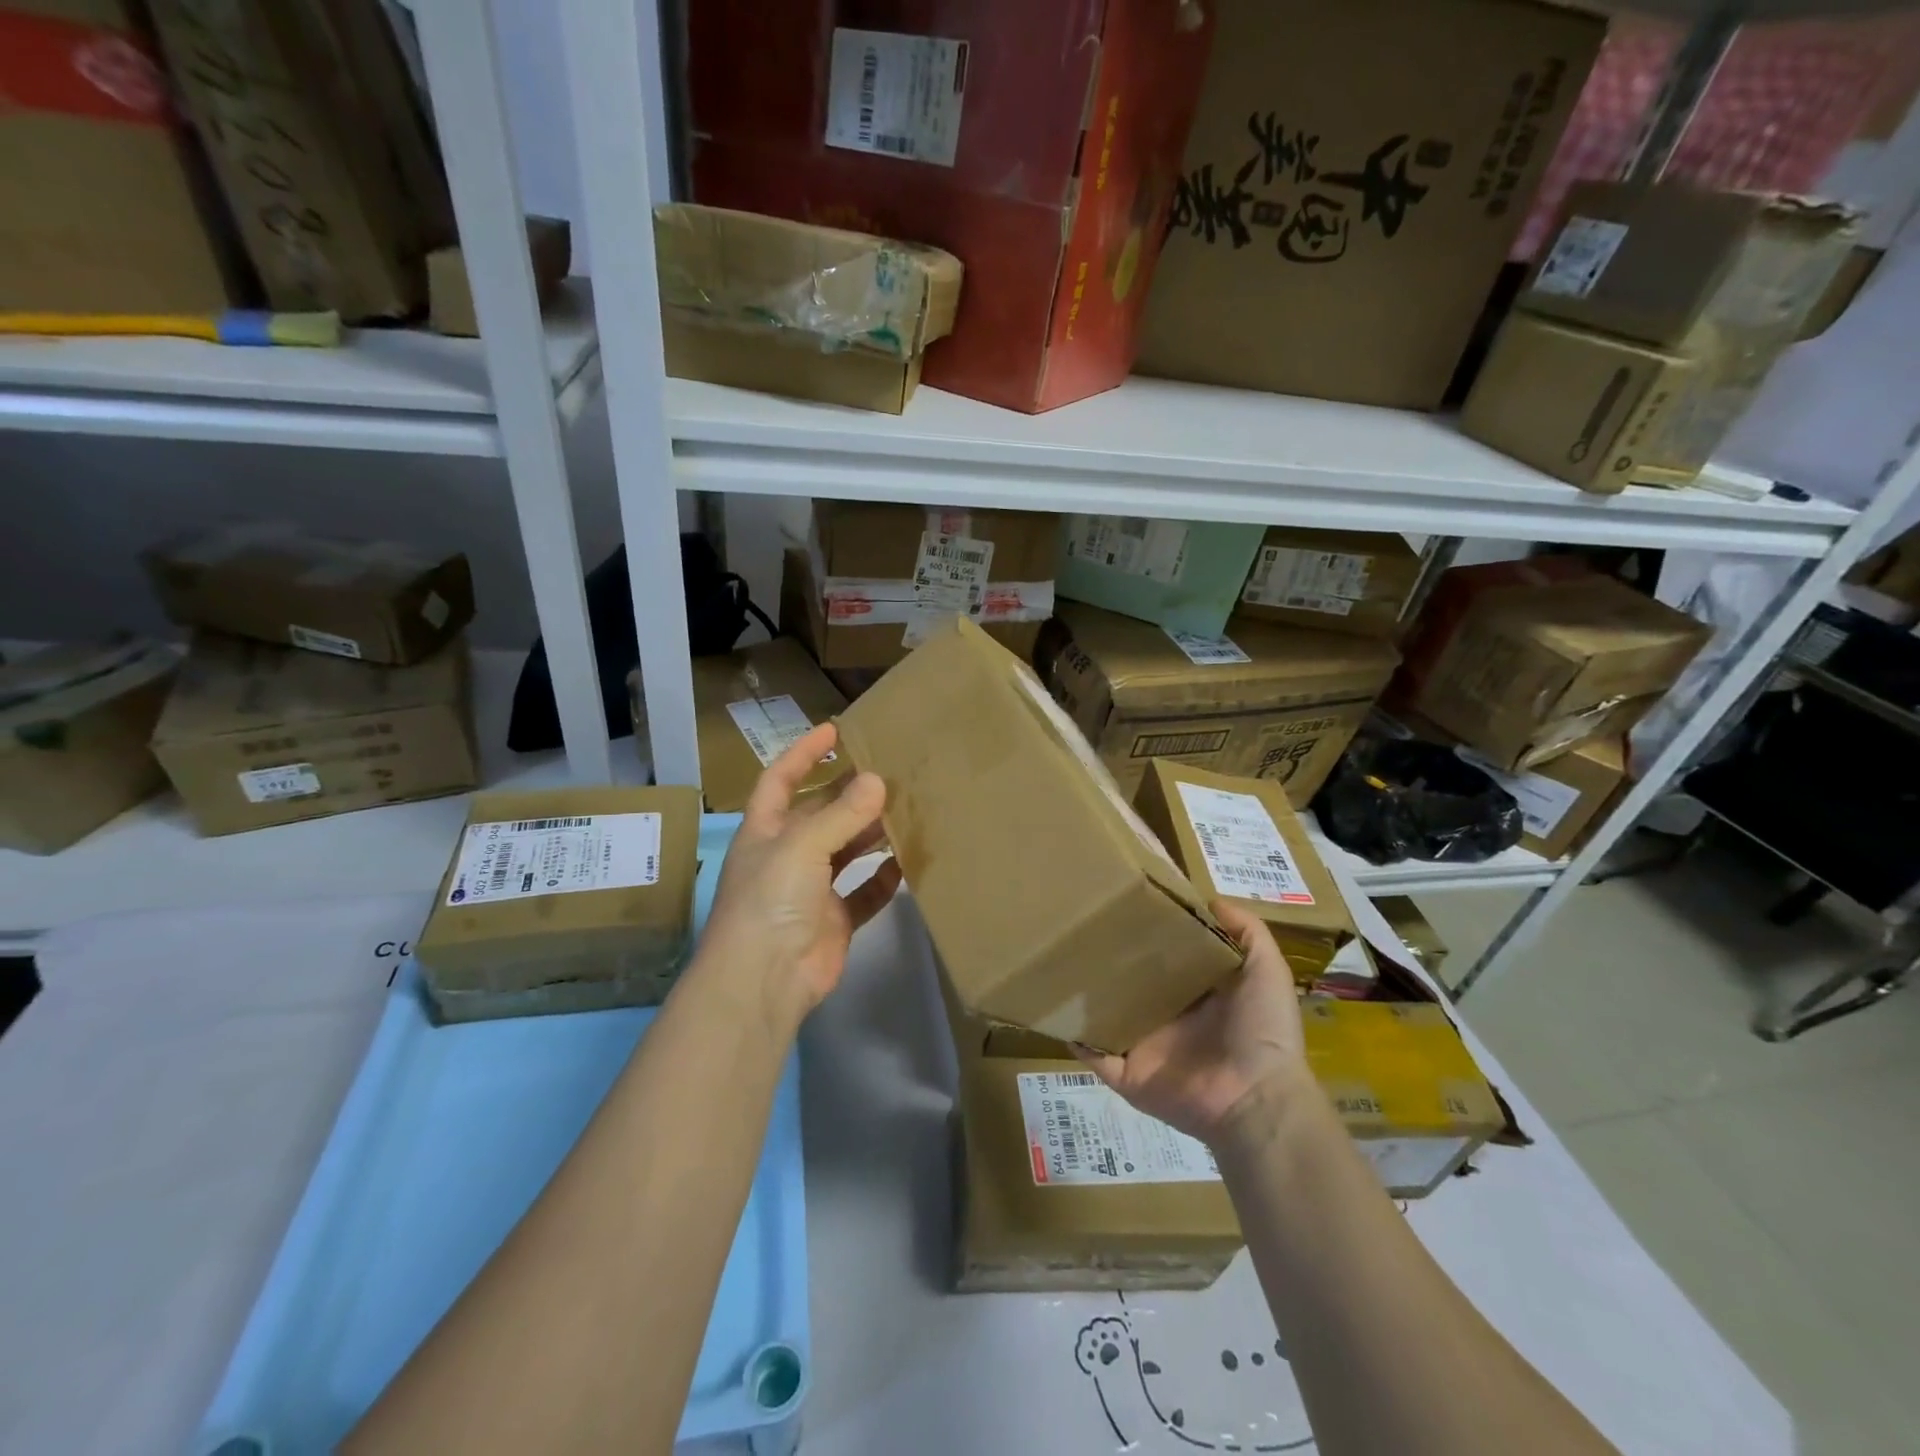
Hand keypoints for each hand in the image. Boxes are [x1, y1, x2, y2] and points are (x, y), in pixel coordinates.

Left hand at [698, 722, 901, 1028]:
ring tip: (908, 808)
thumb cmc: (770, 900)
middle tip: (892, 771)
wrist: (764, 980)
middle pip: (821, 814)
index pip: (781, 779)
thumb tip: (877, 780)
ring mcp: (811, 890)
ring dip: (871, 832)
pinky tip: (908, 861)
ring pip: (846, 851)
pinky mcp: (835, 921)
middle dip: (850, 793)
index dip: (803, 752)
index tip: (835, 728)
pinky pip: (865, 893)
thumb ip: (842, 815)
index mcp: (765, 830)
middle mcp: (787, 855)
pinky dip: (884, 878)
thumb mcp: (802, 846)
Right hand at [1077, 901, 1308, 1144]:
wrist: (1257, 1099)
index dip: (1147, 933)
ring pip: (1104, 1013)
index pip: (1164, 958)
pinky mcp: (1126, 1073)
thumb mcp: (1266, 969)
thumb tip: (1209, 898)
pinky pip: (1092, 1052)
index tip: (1122, 902)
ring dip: (1084, 994)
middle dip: (1108, 959)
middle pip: (1129, 983)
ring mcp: (1144, 1046)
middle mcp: (1166, 1016)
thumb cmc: (1263, 1030)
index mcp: (1195, 994)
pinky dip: (1073, 1035)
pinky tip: (1054, 1006)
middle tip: (1079, 925)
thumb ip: (1246, 931)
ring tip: (1056, 959)